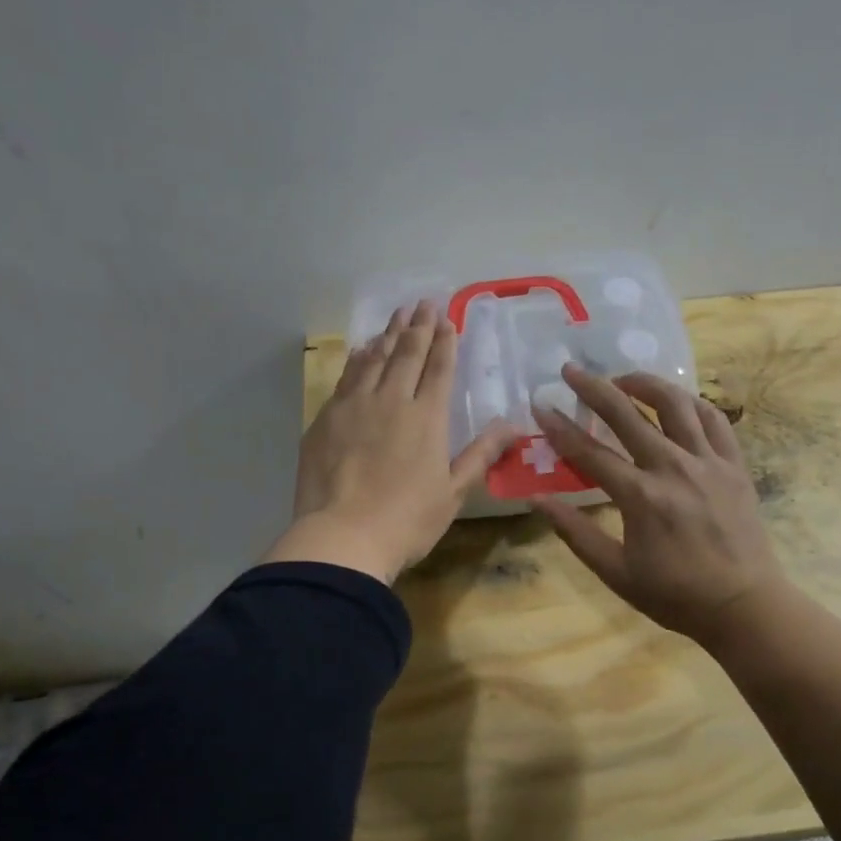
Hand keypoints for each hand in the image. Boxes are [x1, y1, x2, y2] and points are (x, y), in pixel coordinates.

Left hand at [264, 299, 518, 583]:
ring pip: (374, 360)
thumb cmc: (407, 520)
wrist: (342, 537)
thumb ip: (481, 454)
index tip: (446, 318)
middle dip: (417, 327)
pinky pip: (347, 378)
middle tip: (422, 303)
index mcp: (427, 418)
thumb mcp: (454, 492)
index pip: (438, 369)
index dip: (444, 342)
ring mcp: (354, 407)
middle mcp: (391, 401)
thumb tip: (514, 425)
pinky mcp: (326, 419)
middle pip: (406, 355)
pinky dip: (358, 359)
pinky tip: (362, 351)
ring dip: (387, 335)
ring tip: (396, 316)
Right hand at [532, 364, 786, 646]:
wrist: (744, 606)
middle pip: (627, 414)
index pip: (590, 452)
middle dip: (594, 388)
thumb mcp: (616, 572)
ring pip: (675, 404)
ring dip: (645, 384)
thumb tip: (537, 500)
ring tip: (623, 378)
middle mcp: (673, 467)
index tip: (540, 405)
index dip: (560, 427)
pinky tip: (677, 400)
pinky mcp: (734, 464)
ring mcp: (708, 462)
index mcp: (640, 496)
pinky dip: (692, 402)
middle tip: (572, 371)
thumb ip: (575, 532)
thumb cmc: (675, 594)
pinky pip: (714, 419)